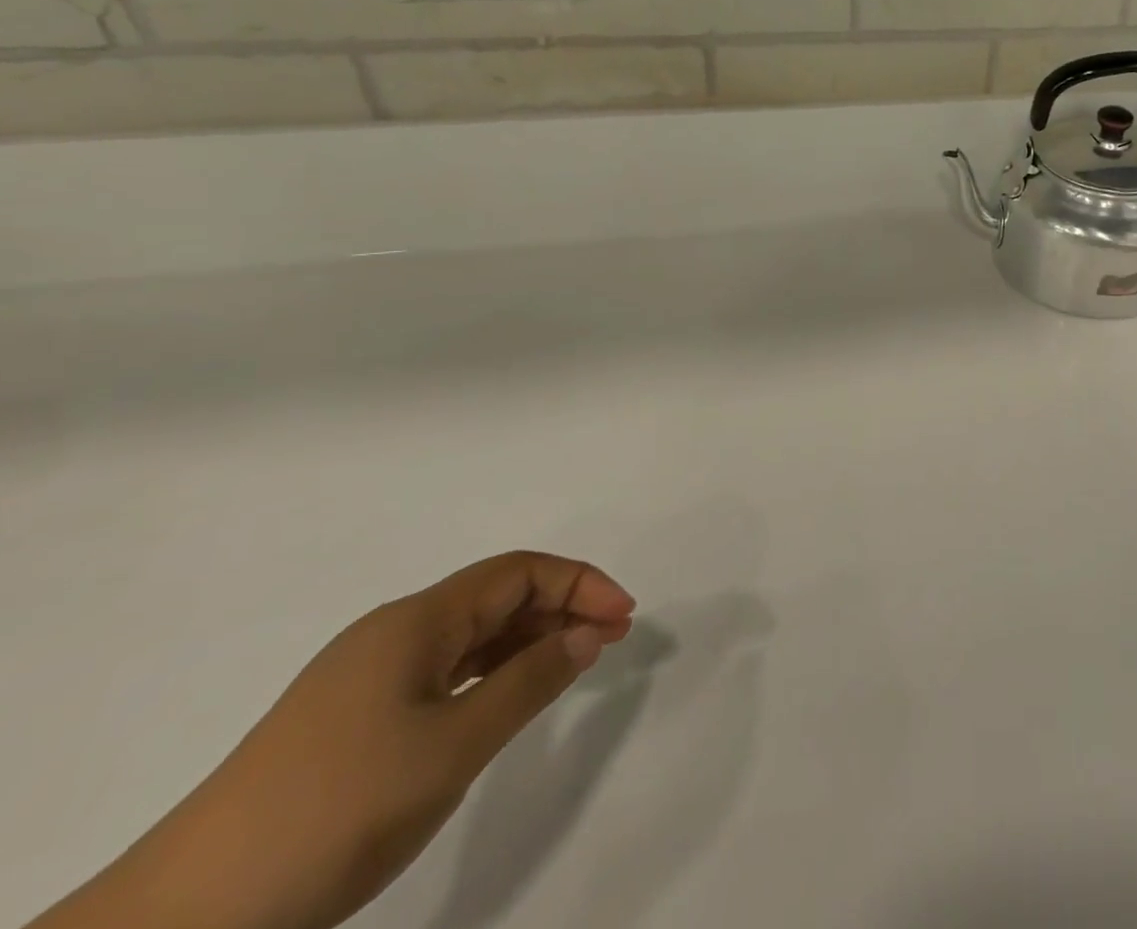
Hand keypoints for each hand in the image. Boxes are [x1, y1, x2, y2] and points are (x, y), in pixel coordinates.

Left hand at [35, 552, 634, 928]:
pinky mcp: (351, 719)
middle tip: (610, 641)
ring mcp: (366, 676)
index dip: (579, 583)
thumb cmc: (338, 809)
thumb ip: (530, 681)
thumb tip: (588, 633)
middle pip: (496, 596)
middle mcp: (393, 632)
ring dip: (528, 640)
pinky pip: (442, 672)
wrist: (183, 918)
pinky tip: (504, 700)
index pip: (518, 572)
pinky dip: (490, 673)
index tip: (624, 618)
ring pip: (470, 635)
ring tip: (572, 666)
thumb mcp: (453, 746)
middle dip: (560, 608)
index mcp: (416, 621)